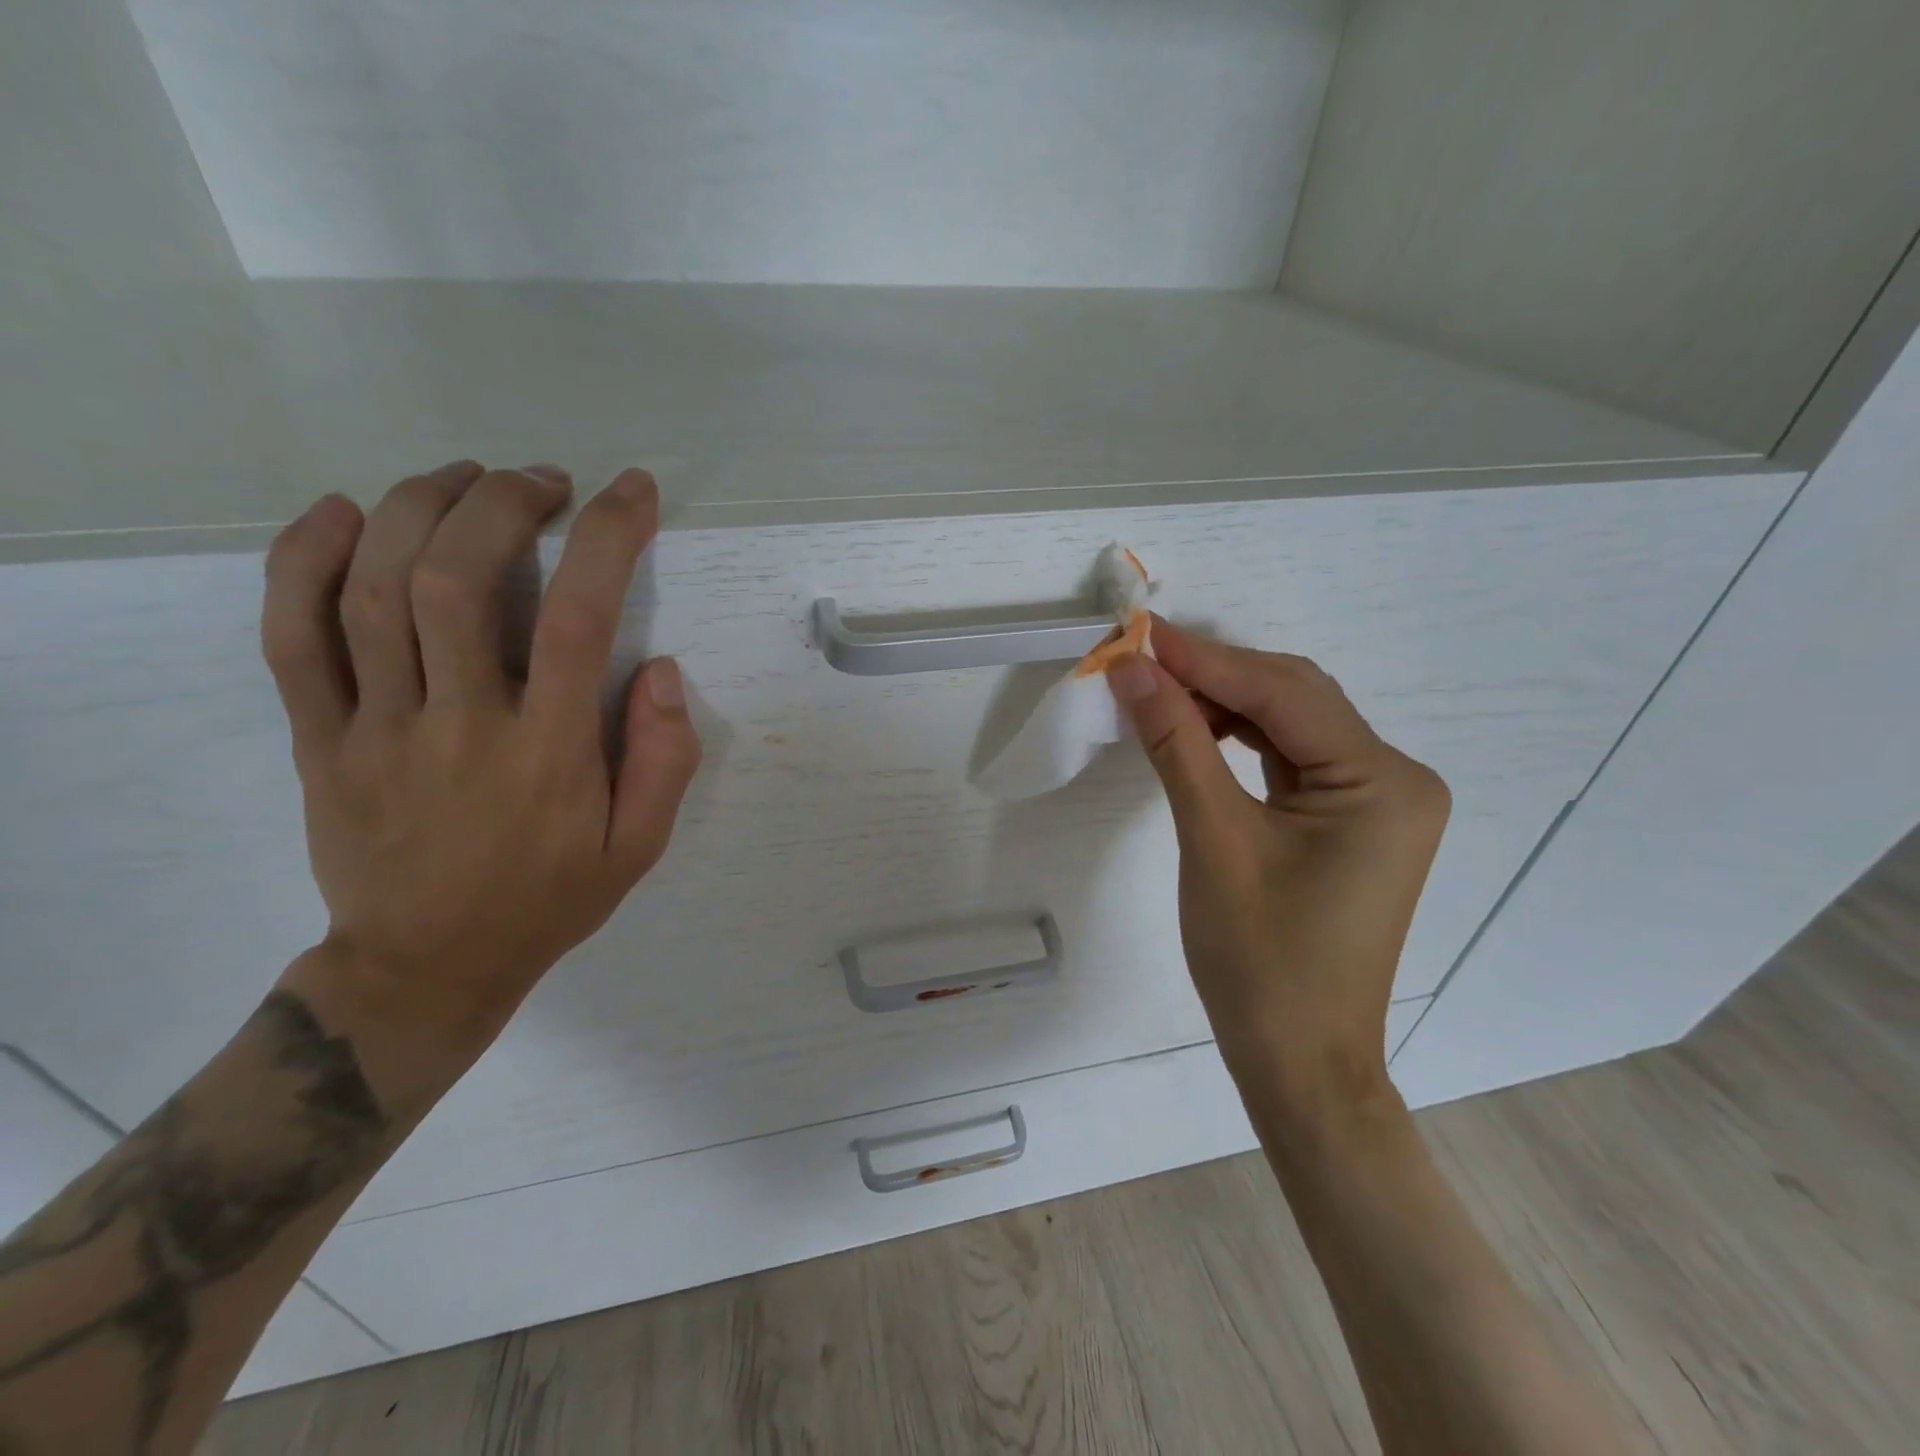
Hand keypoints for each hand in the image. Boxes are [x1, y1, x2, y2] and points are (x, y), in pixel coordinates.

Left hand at [259, 462, 700, 1086]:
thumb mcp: (638, 847)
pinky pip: (292, 638)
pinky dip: (304, 561)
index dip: (608, 539)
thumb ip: (664, 759)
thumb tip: (661, 669)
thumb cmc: (548, 899)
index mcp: (550, 754)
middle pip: (459, 582)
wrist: (426, 966)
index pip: (580, 621)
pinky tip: (343, 511)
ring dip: (421, 509)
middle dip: (503, 505)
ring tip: (465, 476)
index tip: (630, 491)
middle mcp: (462, 726)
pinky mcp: (319, 739)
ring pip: (373, 591)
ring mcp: (377, 729)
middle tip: (541, 480)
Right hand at [1108, 620, 1448, 1106]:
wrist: (1298, 1060)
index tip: (1139, 635)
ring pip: (1290, 725)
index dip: (1206, 660)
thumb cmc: (1259, 961)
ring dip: (1224, 705)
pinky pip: (1291, 758)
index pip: (1284, 695)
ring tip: (1158, 694)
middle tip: (1141, 663)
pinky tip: (1197, 731)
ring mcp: (1378, 800)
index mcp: (1383, 783)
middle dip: (1215, 677)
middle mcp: (1396, 779)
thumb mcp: (1212, 840)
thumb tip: (1132, 669)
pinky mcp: (1351, 819)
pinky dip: (1240, 739)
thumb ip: (1175, 742)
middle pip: (1295, 699)